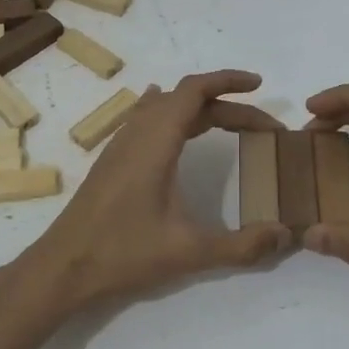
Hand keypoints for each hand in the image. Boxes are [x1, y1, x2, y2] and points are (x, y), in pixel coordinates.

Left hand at [12, 70, 292, 313]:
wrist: (63, 266)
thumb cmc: (122, 253)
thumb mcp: (188, 252)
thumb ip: (240, 245)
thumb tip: (285, 234)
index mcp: (156, 142)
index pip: (195, 91)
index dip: (229, 81)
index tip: (260, 85)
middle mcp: (137, 133)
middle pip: (186, 99)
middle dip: (228, 105)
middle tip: (264, 128)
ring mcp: (121, 144)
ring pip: (165, 107)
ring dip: (200, 109)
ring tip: (231, 122)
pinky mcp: (113, 160)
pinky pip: (147, 119)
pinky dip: (172, 113)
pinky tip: (172, 124)